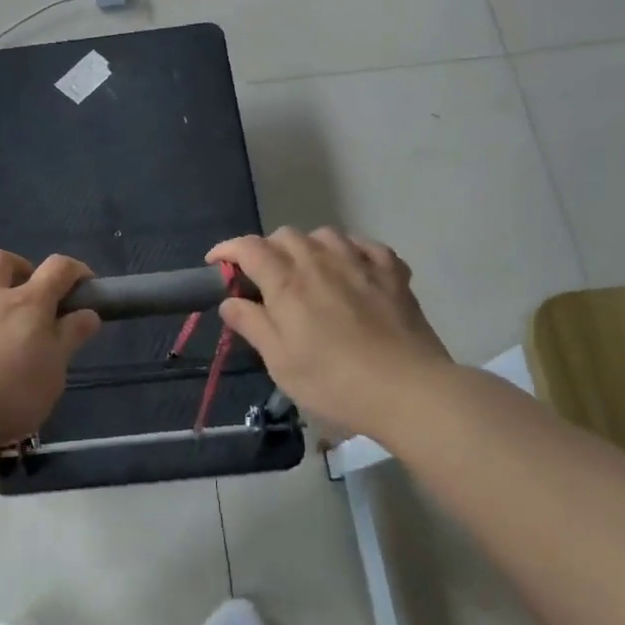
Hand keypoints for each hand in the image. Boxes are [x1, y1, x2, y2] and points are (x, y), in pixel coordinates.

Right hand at [207, 228, 452, 438]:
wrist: (409, 390)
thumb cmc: (334, 382)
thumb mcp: (281, 362)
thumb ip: (252, 325)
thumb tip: (230, 301)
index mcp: (287, 283)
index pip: (248, 248)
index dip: (227, 250)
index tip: (215, 264)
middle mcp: (320, 262)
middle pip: (284, 235)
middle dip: (266, 250)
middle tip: (262, 279)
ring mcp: (360, 263)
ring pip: (325, 234)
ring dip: (307, 246)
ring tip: (306, 271)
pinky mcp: (393, 273)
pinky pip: (366, 245)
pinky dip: (350, 250)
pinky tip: (350, 268)